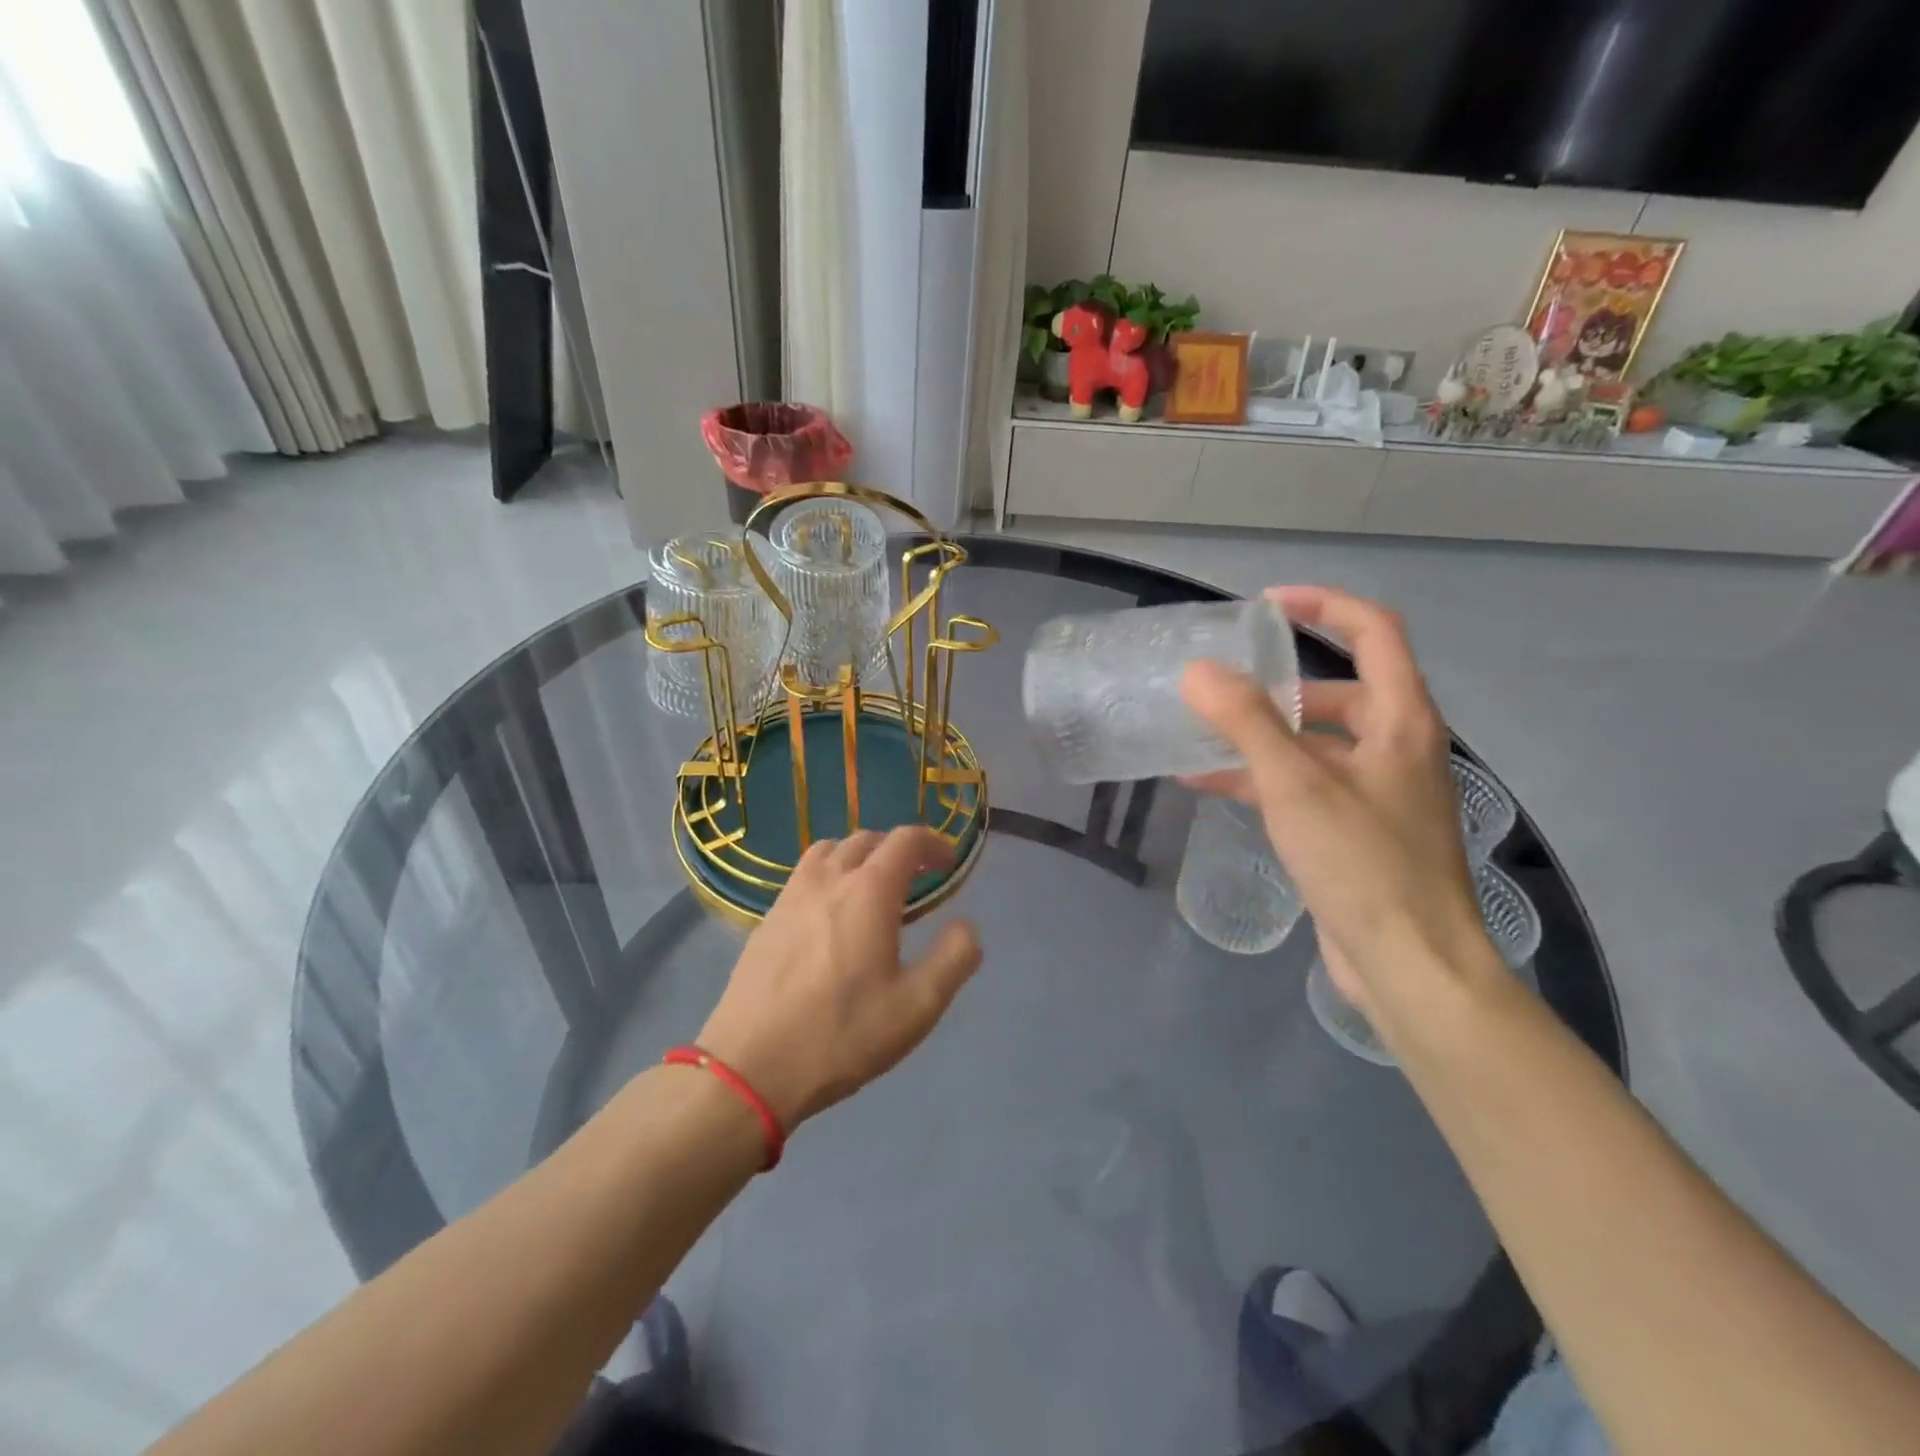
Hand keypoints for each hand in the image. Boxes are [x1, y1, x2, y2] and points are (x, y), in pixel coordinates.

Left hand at [696, 826, 982, 1129]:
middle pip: (868, 839)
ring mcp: (791, 896)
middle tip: (917, 878)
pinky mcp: (767, 919)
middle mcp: (828, 879)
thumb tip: (967, 926)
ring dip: (859, 855)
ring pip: (830, 851)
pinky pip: (804, 875)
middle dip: (899, 849)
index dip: (933, 843)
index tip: (948, 864)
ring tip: (872, 886)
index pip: (906, 840)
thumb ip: (954, 958)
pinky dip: (829, 874)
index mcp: (869, 891)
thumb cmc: (842, 1035)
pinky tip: (831, 913)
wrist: (751, 1067)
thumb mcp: (918, 1006)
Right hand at [1179, 585, 1501, 1022]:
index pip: (1375, 632)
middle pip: (1338, 691)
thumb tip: (1197, 672)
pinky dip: (1260, 778)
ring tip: (1199, 732)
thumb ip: (1246, 722)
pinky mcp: (1354, 831)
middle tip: (1220, 681)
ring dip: (1260, 734)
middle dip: (1277, 683)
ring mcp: (1376, 792)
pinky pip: (1303, 785)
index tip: (1266, 605)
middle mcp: (1395, 747)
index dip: (1324, 605)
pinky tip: (1208, 785)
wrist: (1410, 964)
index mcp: (1401, 720)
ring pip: (1314, 742)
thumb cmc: (1363, 863)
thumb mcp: (1297, 784)